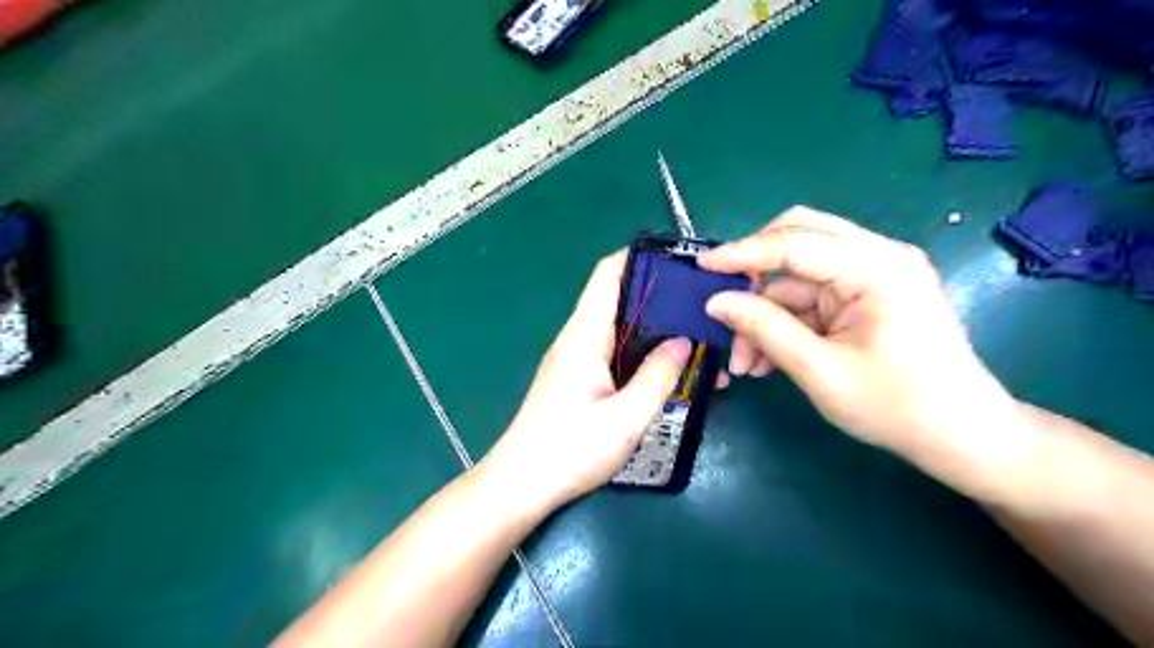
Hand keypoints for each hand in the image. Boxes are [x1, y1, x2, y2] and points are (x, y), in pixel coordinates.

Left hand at [481, 253, 693, 515]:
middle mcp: (578, 338)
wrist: (521, 484)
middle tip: (703, 309)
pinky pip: (615, 354)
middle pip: (619, 299)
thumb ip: (657, 377)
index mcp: (585, 335)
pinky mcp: (578, 379)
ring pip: (620, 329)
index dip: (640, 258)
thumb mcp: (625, 418)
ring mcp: (576, 359)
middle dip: (660, 299)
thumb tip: (683, 342)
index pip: (608, 274)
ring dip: (656, 332)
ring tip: (698, 342)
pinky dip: (642, 355)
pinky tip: (670, 373)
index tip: (680, 262)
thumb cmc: (569, 450)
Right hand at [694, 207, 1016, 460]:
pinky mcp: (865, 296)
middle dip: (755, 273)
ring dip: (765, 314)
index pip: (795, 242)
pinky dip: (784, 324)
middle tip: (724, 302)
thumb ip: (765, 329)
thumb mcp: (820, 371)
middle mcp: (877, 257)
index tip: (701, 266)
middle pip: (798, 238)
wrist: (961, 437)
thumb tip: (715, 302)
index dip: (742, 253)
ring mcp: (872, 276)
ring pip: (797, 277)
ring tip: (746, 363)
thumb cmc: (897, 407)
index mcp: (877, 267)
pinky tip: (767, 360)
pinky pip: (810, 298)